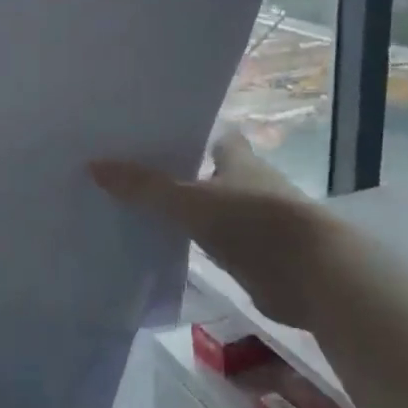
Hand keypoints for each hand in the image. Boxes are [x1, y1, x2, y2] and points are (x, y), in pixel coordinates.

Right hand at [90, 131, 324, 325]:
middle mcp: (245, 182)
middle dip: (173, 170)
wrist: (313, 275)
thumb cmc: (254, 222)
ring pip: (207, 207)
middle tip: (125, 168)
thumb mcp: (192, 201)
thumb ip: (146, 187)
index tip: (147, 132)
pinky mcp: (251, 255)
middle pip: (204, 170)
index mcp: (237, 158)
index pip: (210, 134)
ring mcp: (250, 220)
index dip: (184, 131)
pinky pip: (210, 242)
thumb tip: (94, 166)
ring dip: (180, 208)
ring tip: (130, 204)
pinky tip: (158, 242)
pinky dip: (189, 241)